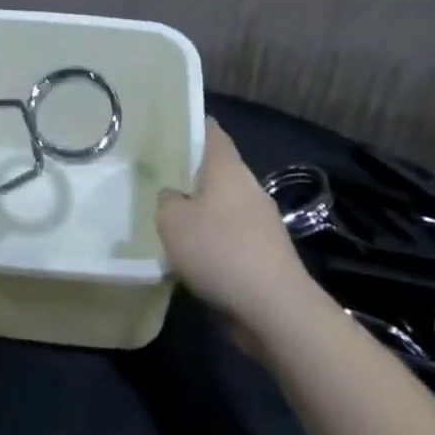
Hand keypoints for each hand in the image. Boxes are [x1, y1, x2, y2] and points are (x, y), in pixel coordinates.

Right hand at [158, 118, 314, 325]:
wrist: (276, 310)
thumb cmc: (220, 251)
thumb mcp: (172, 221)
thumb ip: (166, 201)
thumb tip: (174, 197)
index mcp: (228, 168)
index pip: (211, 132)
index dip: (191, 124)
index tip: (168, 125)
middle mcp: (249, 188)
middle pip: (217, 171)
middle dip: (191, 173)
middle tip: (158, 176)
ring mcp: (263, 222)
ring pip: (224, 206)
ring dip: (202, 212)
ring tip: (171, 220)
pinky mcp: (267, 255)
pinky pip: (233, 237)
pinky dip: (214, 241)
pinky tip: (194, 257)